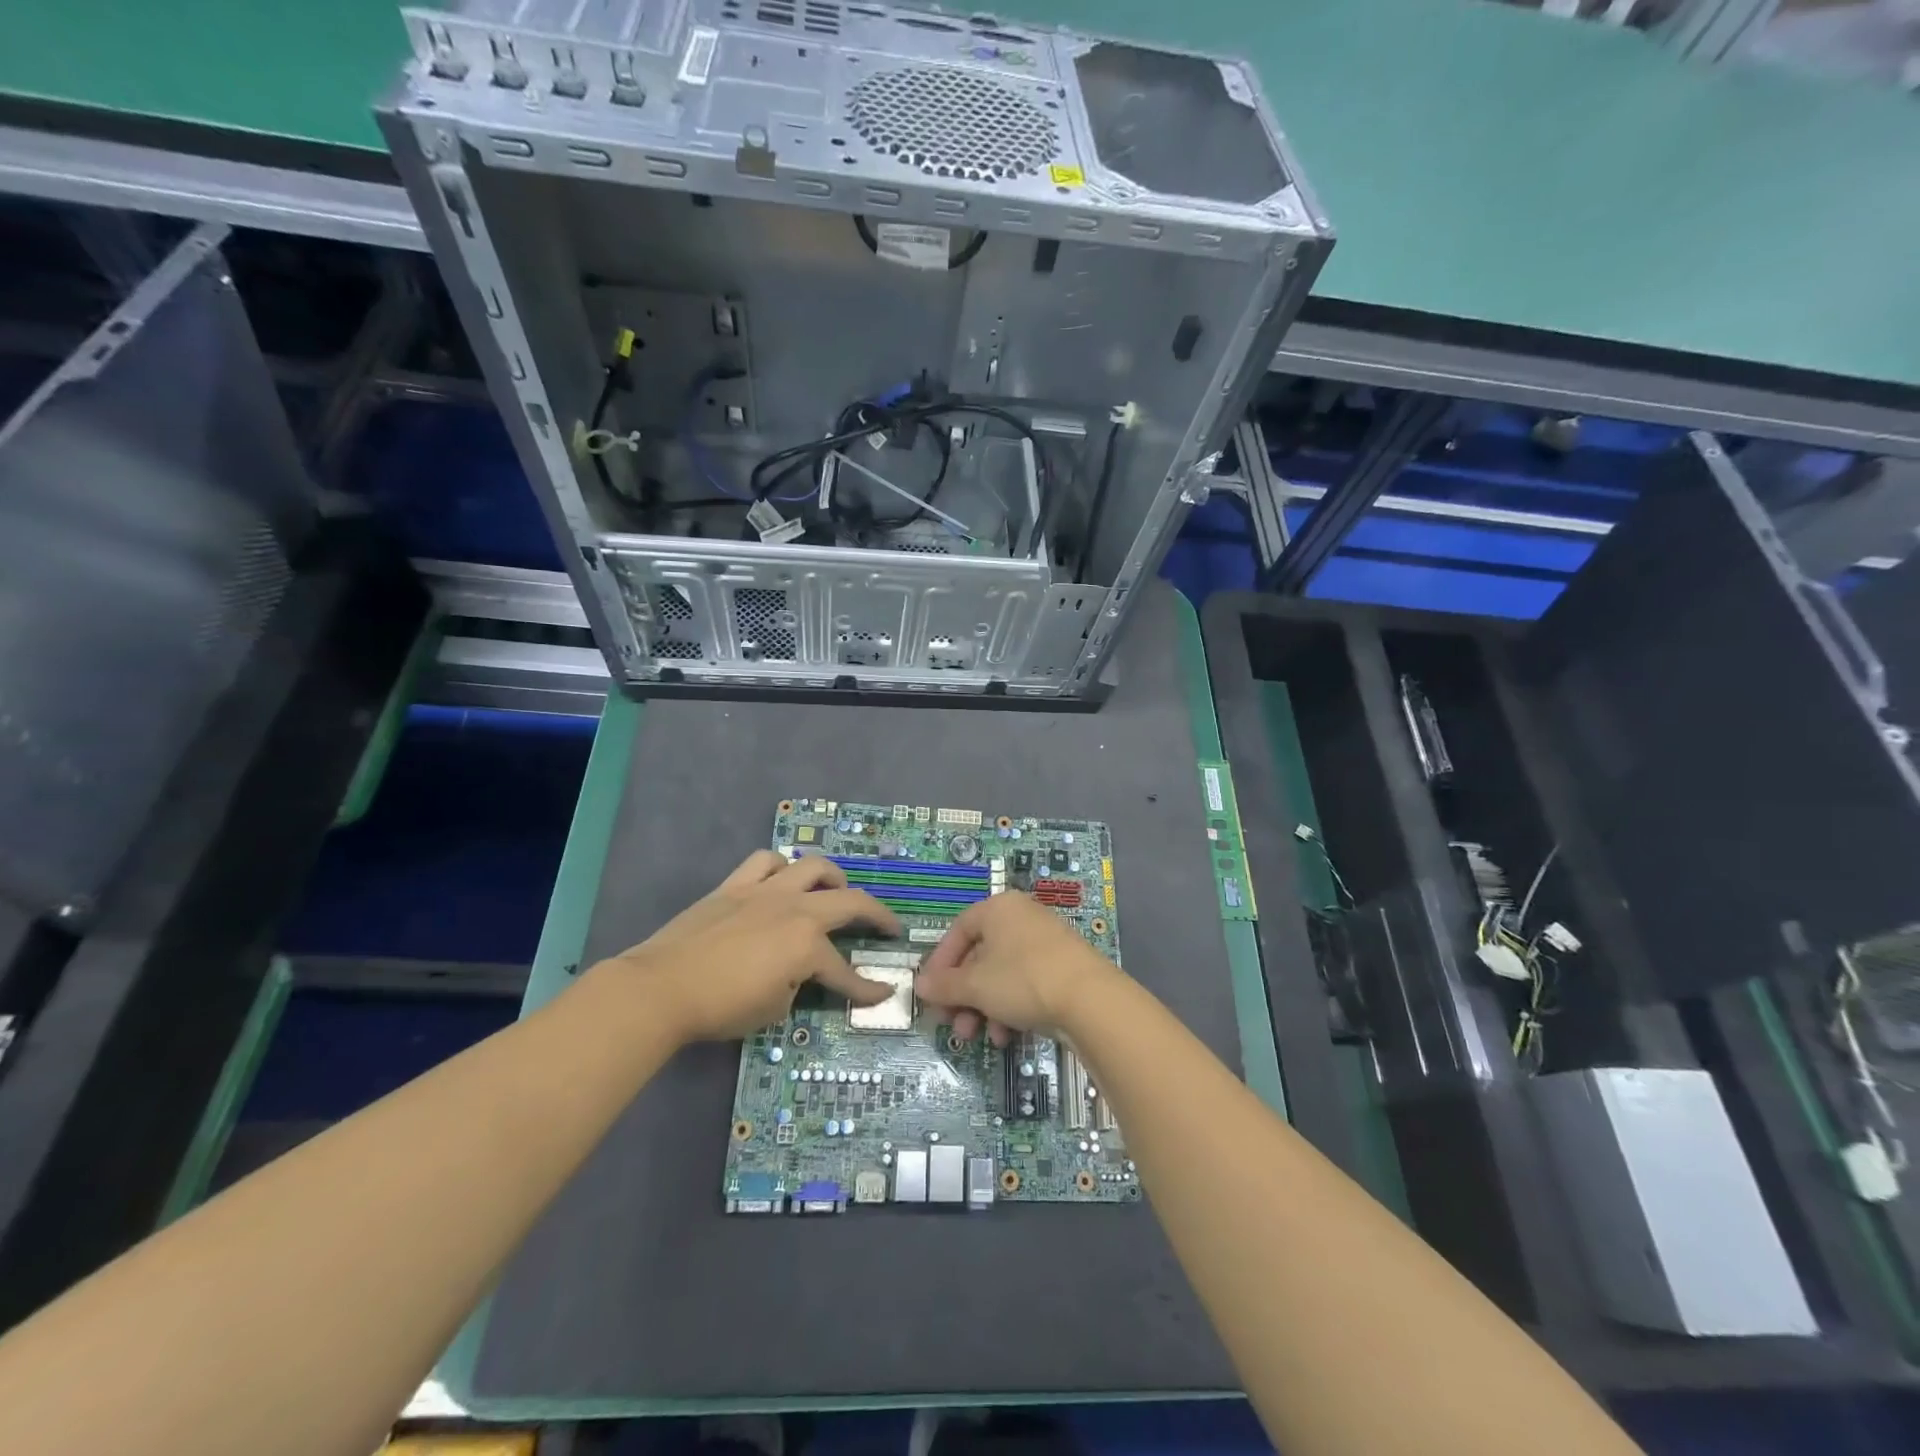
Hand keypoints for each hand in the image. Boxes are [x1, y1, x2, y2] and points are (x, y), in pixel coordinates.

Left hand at [592, 851, 901, 1042]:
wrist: (661, 988)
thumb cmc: (721, 1007)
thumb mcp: (773, 1010)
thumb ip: (796, 986)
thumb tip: (795, 974)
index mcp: (807, 944)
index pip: (845, 970)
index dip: (867, 987)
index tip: (883, 994)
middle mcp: (795, 908)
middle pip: (849, 901)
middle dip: (877, 915)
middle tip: (888, 926)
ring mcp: (765, 890)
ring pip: (812, 867)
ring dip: (833, 877)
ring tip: (836, 891)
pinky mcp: (735, 885)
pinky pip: (765, 862)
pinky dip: (780, 867)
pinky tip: (781, 880)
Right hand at [916, 892, 1118, 1045]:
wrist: (1091, 1001)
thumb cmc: (1023, 980)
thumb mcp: (975, 985)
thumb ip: (944, 985)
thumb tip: (919, 984)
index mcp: (999, 909)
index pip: (958, 930)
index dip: (940, 963)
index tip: (931, 994)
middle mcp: (1021, 918)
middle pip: (979, 956)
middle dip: (962, 995)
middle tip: (953, 1024)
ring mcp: (1044, 943)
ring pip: (1001, 975)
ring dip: (984, 1008)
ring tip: (979, 1037)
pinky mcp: (1062, 969)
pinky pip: (1024, 985)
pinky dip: (1010, 1009)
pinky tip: (1007, 1037)